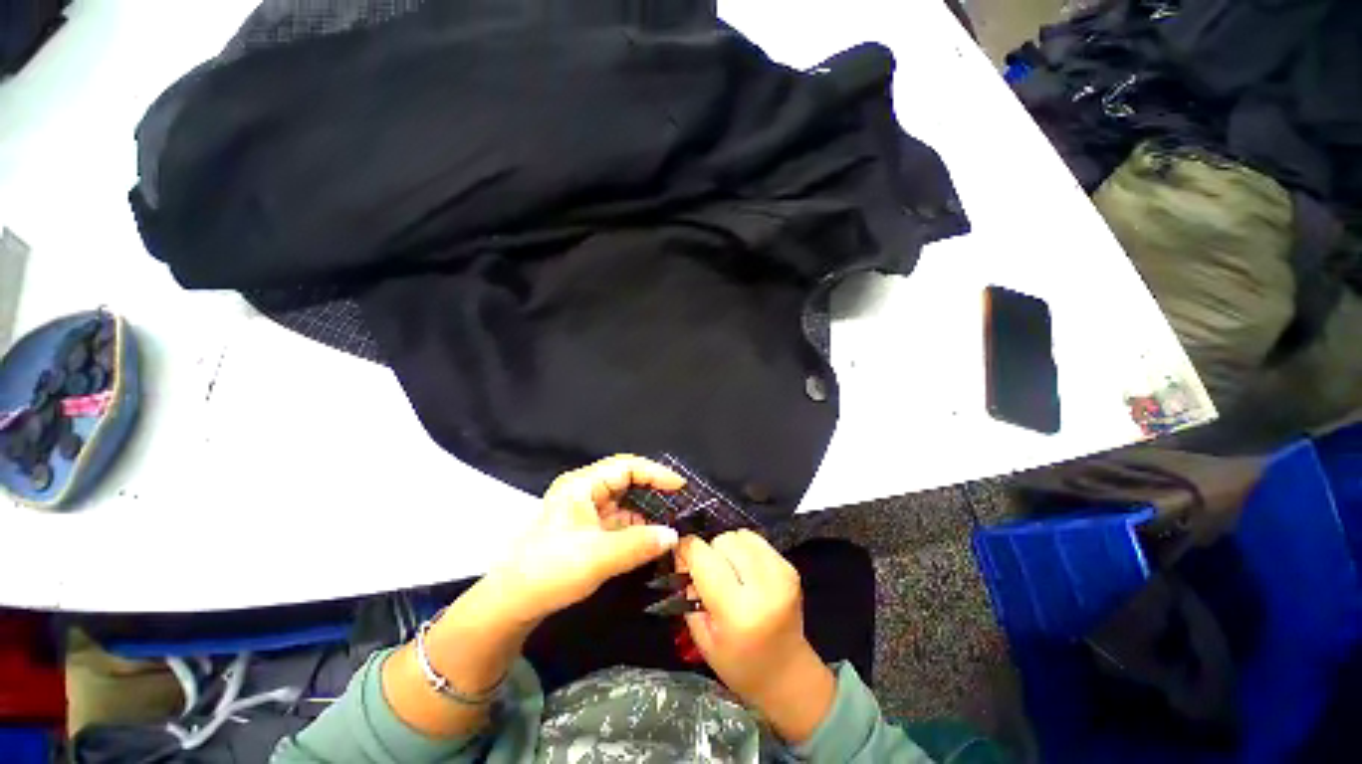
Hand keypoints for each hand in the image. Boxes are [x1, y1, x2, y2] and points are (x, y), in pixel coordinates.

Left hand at [486, 455, 684, 625]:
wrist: (511, 603)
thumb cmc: (551, 571)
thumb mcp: (598, 557)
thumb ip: (639, 544)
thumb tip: (674, 535)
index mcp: (582, 484)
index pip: (627, 466)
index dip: (656, 472)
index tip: (680, 486)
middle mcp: (585, 489)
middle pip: (626, 479)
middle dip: (653, 488)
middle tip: (679, 501)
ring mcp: (585, 508)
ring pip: (624, 499)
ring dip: (646, 508)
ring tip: (671, 518)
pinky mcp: (586, 527)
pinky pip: (618, 518)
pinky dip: (636, 524)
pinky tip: (652, 536)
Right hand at [678, 531, 836, 743]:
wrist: (788, 674)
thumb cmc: (738, 663)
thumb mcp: (702, 637)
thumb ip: (688, 591)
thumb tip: (682, 554)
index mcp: (737, 611)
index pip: (704, 558)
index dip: (687, 549)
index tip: (680, 553)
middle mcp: (762, 587)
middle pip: (723, 540)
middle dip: (710, 552)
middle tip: (710, 575)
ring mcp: (780, 574)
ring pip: (740, 535)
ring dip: (729, 548)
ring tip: (731, 571)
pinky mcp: (790, 567)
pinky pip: (756, 540)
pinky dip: (745, 549)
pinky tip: (747, 571)